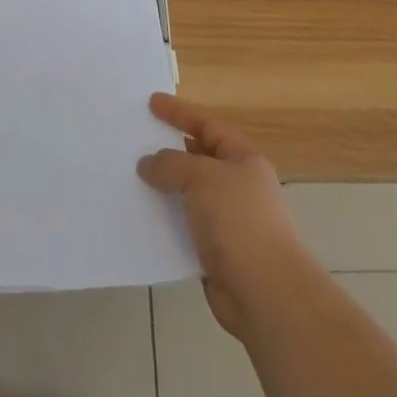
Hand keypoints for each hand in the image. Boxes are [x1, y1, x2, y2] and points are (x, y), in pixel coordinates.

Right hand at [137, 93, 308, 339]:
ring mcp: (228, 221)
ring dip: (164, 188)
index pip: (207, 125)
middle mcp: (238, 186)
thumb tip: (148, 164)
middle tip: (136, 140)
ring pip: (188, 194)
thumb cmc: (238, 221)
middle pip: (198, 158)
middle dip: (168, 150)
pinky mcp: (216, 252)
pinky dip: (165, 220)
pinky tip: (142, 217)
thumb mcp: (202, 177)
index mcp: (243, 160)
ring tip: (131, 178)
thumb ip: (170, 164)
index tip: (151, 103)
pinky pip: (184, 226)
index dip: (179, 112)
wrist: (265, 293)